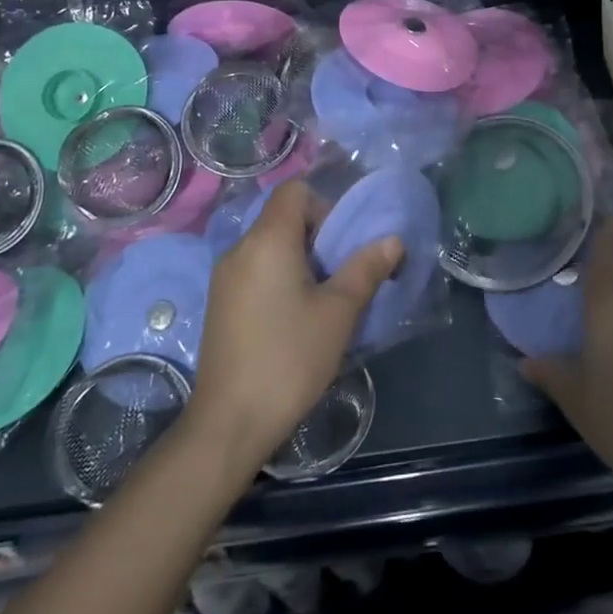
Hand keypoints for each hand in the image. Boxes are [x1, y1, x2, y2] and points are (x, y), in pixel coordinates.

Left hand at [187, 182, 400, 472]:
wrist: (229, 422)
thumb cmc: (289, 358)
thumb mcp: (339, 312)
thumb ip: (366, 268)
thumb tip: (393, 239)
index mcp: (267, 240)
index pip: (294, 191)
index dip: (324, 206)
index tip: (341, 244)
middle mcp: (239, 249)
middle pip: (282, 218)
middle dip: (317, 237)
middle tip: (340, 276)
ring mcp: (224, 278)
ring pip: (269, 247)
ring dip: (300, 261)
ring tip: (322, 302)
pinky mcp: (219, 304)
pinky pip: (255, 271)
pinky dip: (279, 279)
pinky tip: (293, 320)